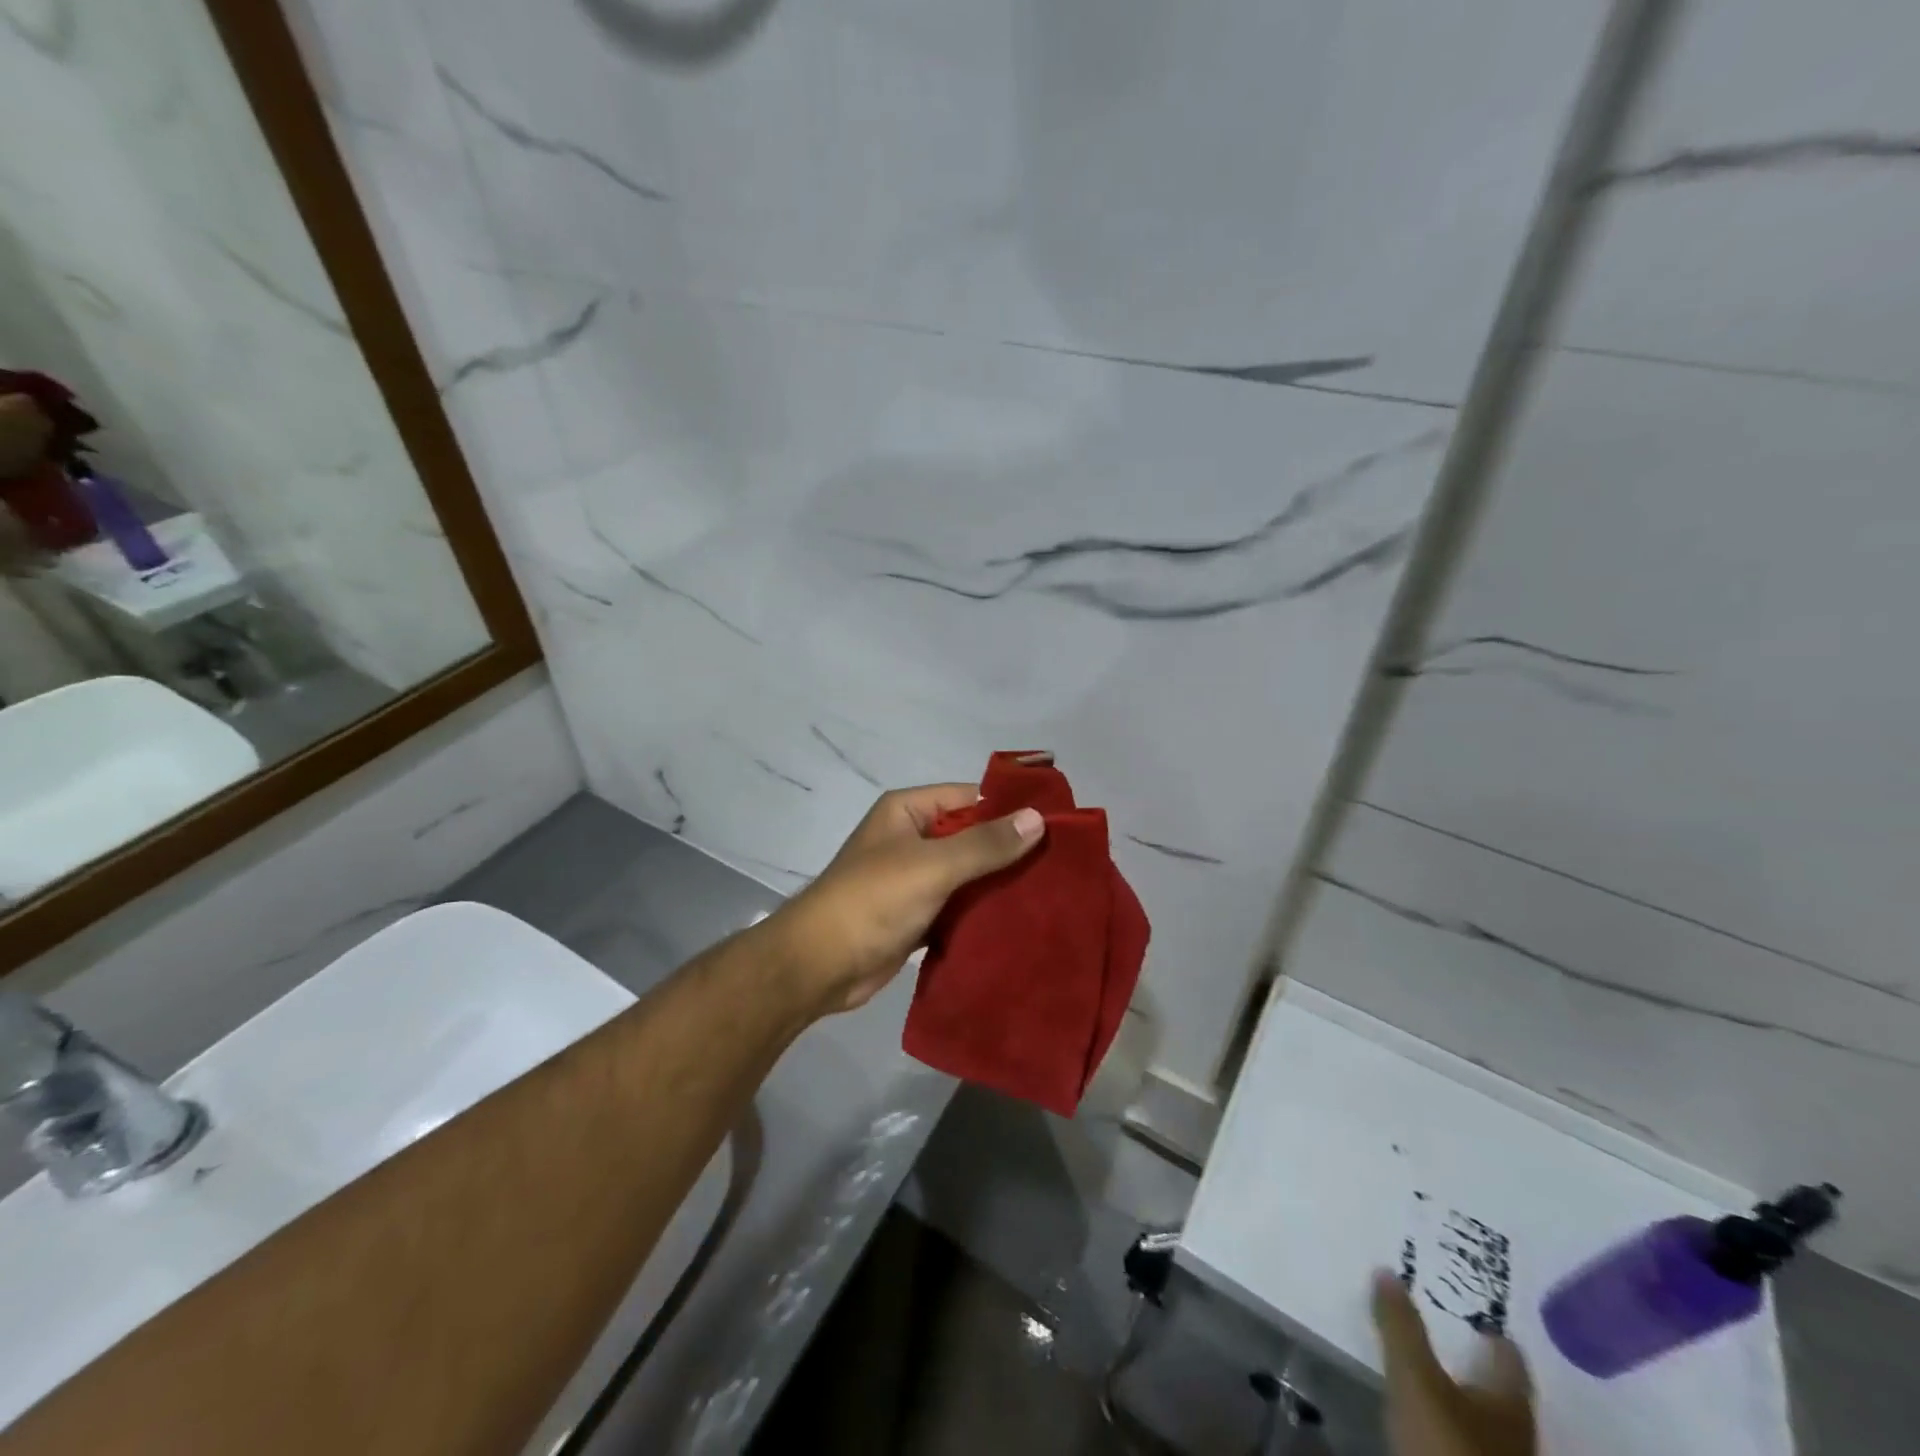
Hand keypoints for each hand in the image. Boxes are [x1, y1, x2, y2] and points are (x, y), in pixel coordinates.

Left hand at [767, 783, 1044, 1017]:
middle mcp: (910, 839)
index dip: (1009, 810)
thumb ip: (985, 844)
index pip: (969, 798)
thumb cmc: (872, 901)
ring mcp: (912, 879)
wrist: (819, 966)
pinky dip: (982, 912)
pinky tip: (1020, 921)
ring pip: (967, 874)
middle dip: (1009, 850)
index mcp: (907, 812)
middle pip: (970, 836)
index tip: (1055, 827)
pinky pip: (958, 905)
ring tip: (1051, 893)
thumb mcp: (932, 865)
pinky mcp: (916, 915)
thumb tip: (1038, 819)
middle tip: (1062, 865)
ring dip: (999, 884)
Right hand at [1373, 1272, 1535, 1455]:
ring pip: (1489, 1422)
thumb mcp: (1414, 1379)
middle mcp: (1518, 1434)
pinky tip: (1436, 1420)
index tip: (1475, 1313)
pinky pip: (1472, 1443)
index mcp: (1510, 1403)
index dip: (1493, 1333)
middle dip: (1477, 1364)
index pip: (1511, 1358)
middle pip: (1503, 1391)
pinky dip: (1457, 1427)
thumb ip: (1400, 1326)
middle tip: (1450, 1334)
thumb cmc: (1447, 1447)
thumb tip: (1388, 1270)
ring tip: (1437, 1373)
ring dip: (1467, 1398)